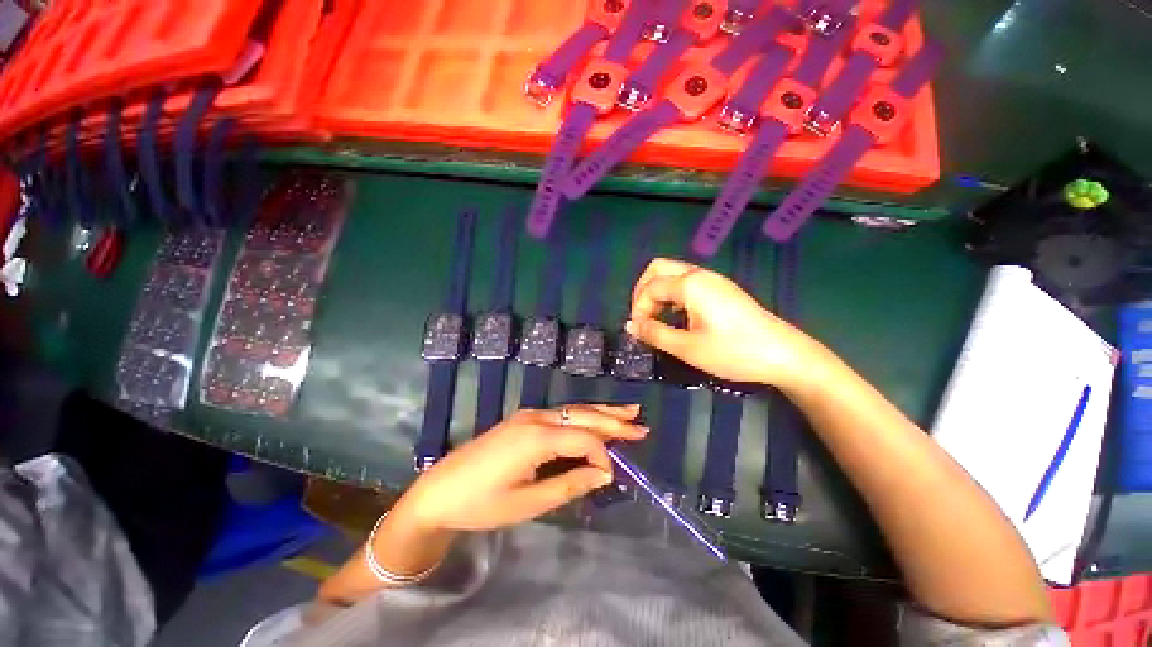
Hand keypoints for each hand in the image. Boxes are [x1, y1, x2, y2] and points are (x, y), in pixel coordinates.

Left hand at [396, 404, 646, 532]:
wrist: (439, 491)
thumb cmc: (482, 503)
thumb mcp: (528, 503)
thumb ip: (570, 484)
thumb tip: (604, 474)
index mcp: (537, 437)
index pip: (584, 439)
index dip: (603, 455)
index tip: (612, 476)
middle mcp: (536, 418)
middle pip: (583, 415)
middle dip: (613, 420)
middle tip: (641, 424)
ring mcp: (529, 416)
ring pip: (573, 410)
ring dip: (601, 413)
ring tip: (627, 413)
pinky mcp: (523, 420)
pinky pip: (561, 415)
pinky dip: (582, 418)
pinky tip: (594, 420)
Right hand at [627, 258, 821, 388]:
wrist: (783, 355)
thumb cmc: (733, 352)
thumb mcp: (687, 347)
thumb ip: (654, 333)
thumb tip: (630, 325)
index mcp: (690, 284)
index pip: (650, 287)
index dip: (638, 308)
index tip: (639, 331)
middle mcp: (699, 274)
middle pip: (658, 269)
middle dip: (642, 291)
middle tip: (641, 317)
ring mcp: (713, 280)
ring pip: (672, 274)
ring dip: (657, 292)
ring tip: (656, 319)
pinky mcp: (721, 289)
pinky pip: (686, 282)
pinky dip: (672, 295)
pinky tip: (676, 316)